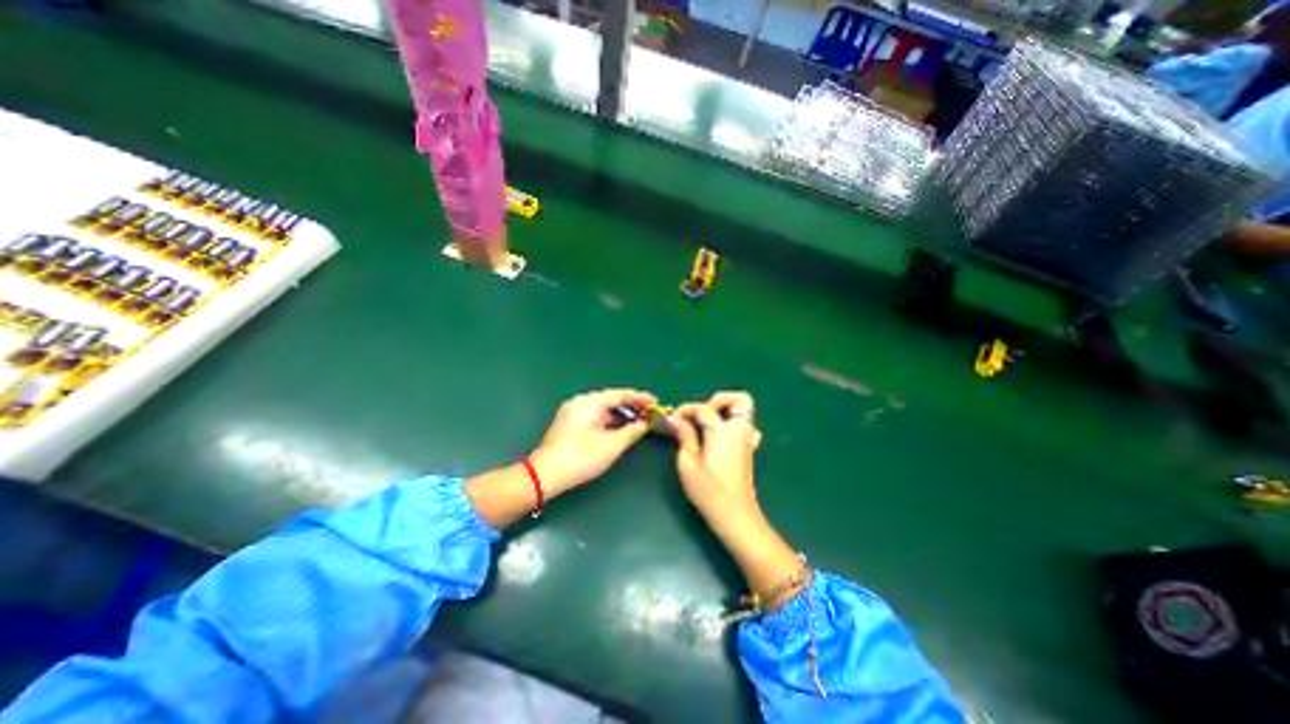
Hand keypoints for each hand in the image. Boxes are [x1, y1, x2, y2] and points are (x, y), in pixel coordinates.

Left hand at [529, 387, 658, 493]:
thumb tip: (645, 424)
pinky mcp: (568, 422)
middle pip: (611, 399)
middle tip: (648, 412)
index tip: (655, 402)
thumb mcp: (612, 446)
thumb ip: (632, 432)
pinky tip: (618, 428)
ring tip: (637, 420)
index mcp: (591, 402)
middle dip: (631, 406)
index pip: (621, 395)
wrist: (545, 474)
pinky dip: (608, 419)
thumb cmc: (581, 457)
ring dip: (620, 414)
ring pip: (602, 408)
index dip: (640, 398)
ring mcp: (572, 411)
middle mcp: (581, 401)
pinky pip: (594, 414)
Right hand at [671, 390, 756, 530]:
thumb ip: (683, 436)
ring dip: (727, 409)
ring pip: (745, 411)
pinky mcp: (749, 449)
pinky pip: (747, 426)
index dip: (686, 410)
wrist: (735, 516)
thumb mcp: (688, 463)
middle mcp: (739, 430)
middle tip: (700, 415)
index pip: (704, 408)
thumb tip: (673, 418)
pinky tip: (721, 435)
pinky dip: (735, 423)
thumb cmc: (709, 491)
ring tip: (708, 423)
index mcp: (723, 431)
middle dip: (718, 400)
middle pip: (739, 399)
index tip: (672, 419)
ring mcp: (747, 439)